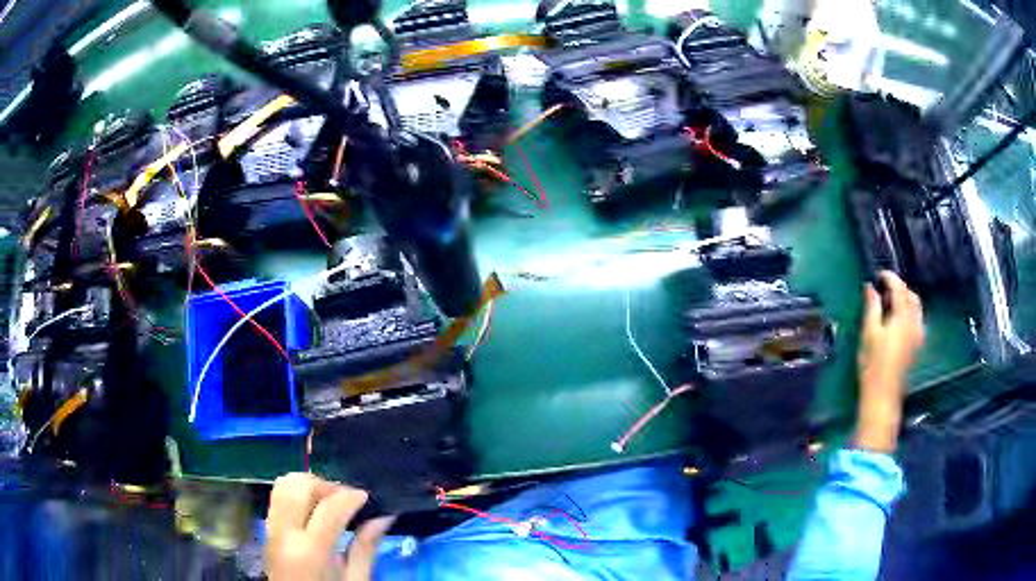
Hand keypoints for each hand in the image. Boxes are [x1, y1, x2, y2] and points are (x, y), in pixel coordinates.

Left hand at [265, 473, 393, 580]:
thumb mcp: (355, 580)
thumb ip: (366, 548)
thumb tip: (383, 517)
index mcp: (310, 550)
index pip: (329, 507)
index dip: (351, 496)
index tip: (368, 497)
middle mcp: (284, 533)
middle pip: (300, 487)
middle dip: (328, 486)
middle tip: (348, 500)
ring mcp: (271, 529)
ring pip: (284, 485)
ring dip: (310, 486)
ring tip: (330, 502)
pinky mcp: (267, 529)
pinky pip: (278, 497)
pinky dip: (296, 494)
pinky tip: (314, 509)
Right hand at [854, 271, 924, 452]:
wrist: (883, 395)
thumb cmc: (873, 364)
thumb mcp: (869, 333)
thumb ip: (872, 307)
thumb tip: (870, 287)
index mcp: (902, 317)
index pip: (899, 288)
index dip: (890, 278)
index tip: (878, 275)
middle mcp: (914, 322)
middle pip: (911, 296)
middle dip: (900, 287)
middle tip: (884, 288)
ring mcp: (918, 334)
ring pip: (917, 307)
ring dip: (906, 299)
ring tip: (892, 302)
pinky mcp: (918, 345)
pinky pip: (917, 319)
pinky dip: (909, 311)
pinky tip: (899, 319)